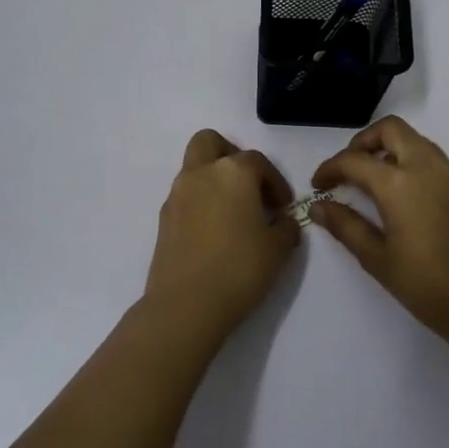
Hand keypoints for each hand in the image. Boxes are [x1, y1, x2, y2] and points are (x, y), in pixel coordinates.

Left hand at [143, 129, 301, 343]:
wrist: (186, 305)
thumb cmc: (239, 269)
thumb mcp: (278, 249)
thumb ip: (285, 227)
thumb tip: (281, 221)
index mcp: (232, 172)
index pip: (258, 161)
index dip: (275, 181)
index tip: (283, 207)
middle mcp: (201, 173)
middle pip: (211, 142)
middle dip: (231, 155)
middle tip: (248, 185)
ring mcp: (177, 194)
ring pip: (194, 167)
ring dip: (213, 179)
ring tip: (233, 212)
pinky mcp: (163, 218)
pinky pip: (185, 196)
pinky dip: (200, 202)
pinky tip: (213, 232)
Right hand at [311, 116, 448, 338]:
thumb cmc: (426, 286)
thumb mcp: (377, 259)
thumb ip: (345, 226)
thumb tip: (318, 206)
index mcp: (399, 184)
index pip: (354, 161)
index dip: (330, 168)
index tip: (319, 185)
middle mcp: (427, 168)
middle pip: (391, 130)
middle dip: (363, 142)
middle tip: (349, 170)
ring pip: (416, 141)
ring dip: (390, 150)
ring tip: (375, 182)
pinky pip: (435, 161)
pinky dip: (413, 165)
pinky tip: (407, 199)